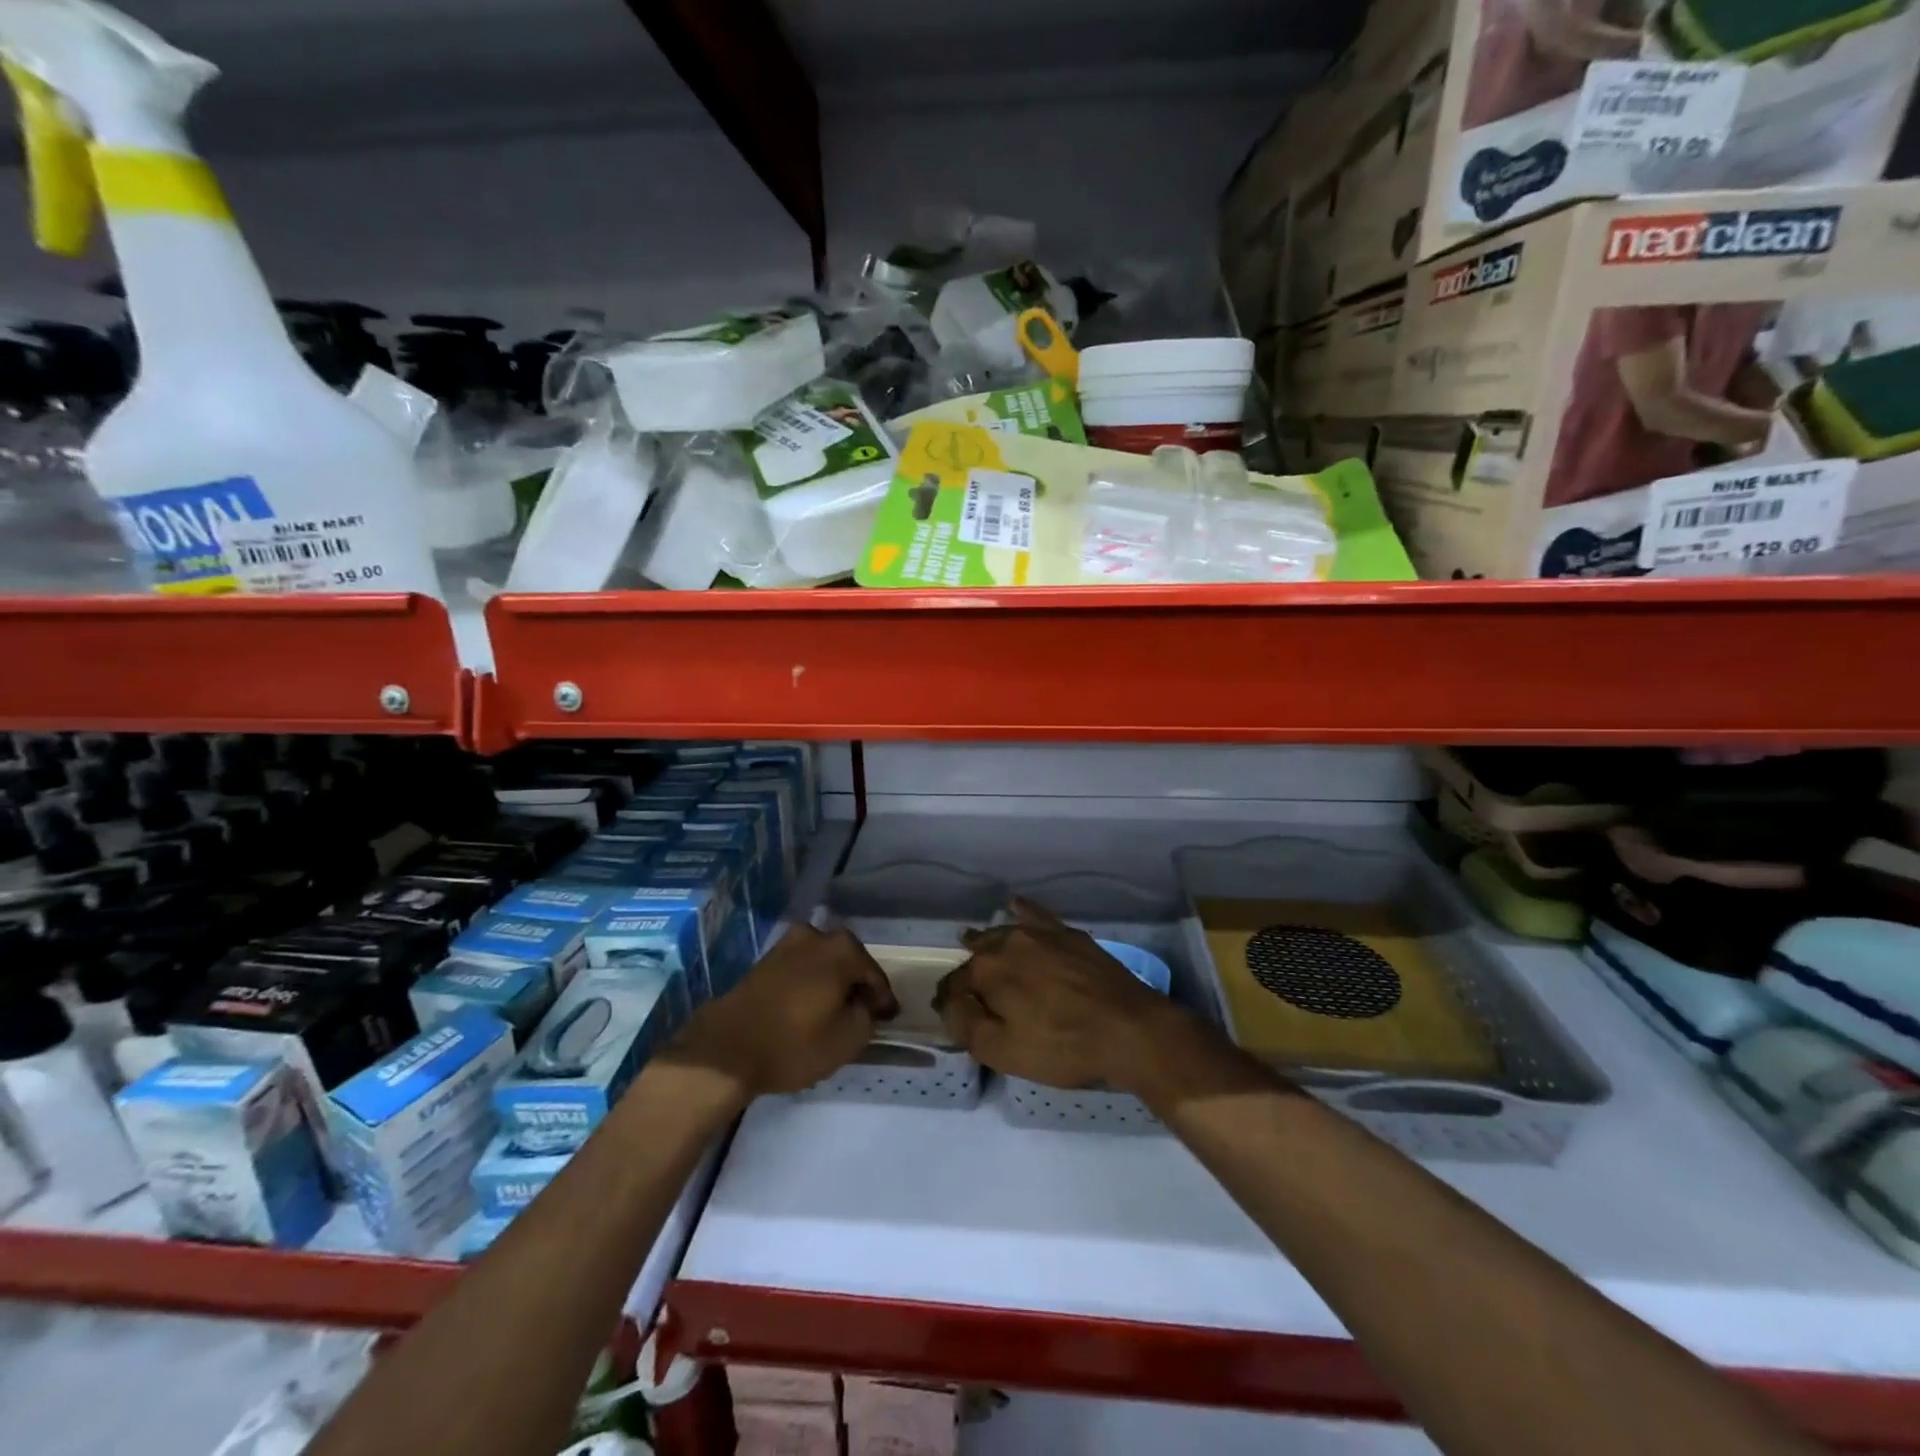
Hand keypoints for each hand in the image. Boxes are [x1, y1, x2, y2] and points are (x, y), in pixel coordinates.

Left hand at [666, 925, 897, 1098]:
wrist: (725, 1049)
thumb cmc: (793, 1043)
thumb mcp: (848, 1039)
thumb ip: (868, 1017)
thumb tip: (865, 1005)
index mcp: (842, 948)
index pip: (875, 975)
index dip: (883, 1000)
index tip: (887, 1020)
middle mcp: (816, 935)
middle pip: (848, 963)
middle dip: (857, 987)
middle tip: (863, 1015)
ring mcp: (786, 945)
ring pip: (822, 964)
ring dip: (831, 985)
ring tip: (834, 1014)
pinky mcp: (764, 961)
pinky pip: (800, 970)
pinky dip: (810, 986)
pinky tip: (809, 1009)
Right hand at [934, 898, 1185, 1095]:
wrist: (1130, 1030)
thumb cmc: (1063, 1047)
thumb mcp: (1003, 1051)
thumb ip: (966, 1024)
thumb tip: (948, 1002)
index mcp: (987, 970)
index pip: (954, 984)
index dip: (950, 1001)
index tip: (950, 1014)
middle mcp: (1009, 942)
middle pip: (978, 954)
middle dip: (969, 970)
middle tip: (970, 992)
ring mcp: (1042, 934)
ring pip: (1004, 933)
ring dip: (988, 941)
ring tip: (977, 944)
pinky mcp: (1069, 935)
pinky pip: (1037, 915)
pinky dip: (1023, 911)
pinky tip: (1015, 904)